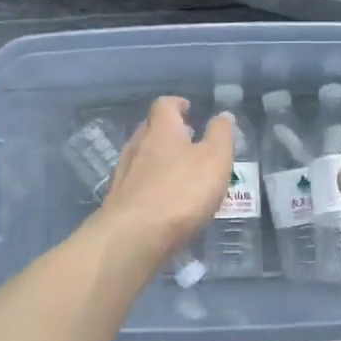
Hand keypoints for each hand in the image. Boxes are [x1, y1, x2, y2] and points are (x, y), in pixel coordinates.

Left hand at [98, 96, 234, 264]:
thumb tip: (222, 115)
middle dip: (168, 132)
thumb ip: (221, 135)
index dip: (177, 104)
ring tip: (177, 172)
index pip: (165, 105)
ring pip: (141, 156)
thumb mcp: (215, 159)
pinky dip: (149, 184)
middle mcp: (137, 145)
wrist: (135, 235)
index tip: (188, 109)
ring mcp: (123, 173)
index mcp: (161, 130)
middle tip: (187, 140)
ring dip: (158, 158)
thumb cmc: (181, 191)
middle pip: (150, 129)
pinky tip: (161, 199)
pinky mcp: (118, 199)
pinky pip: (135, 183)